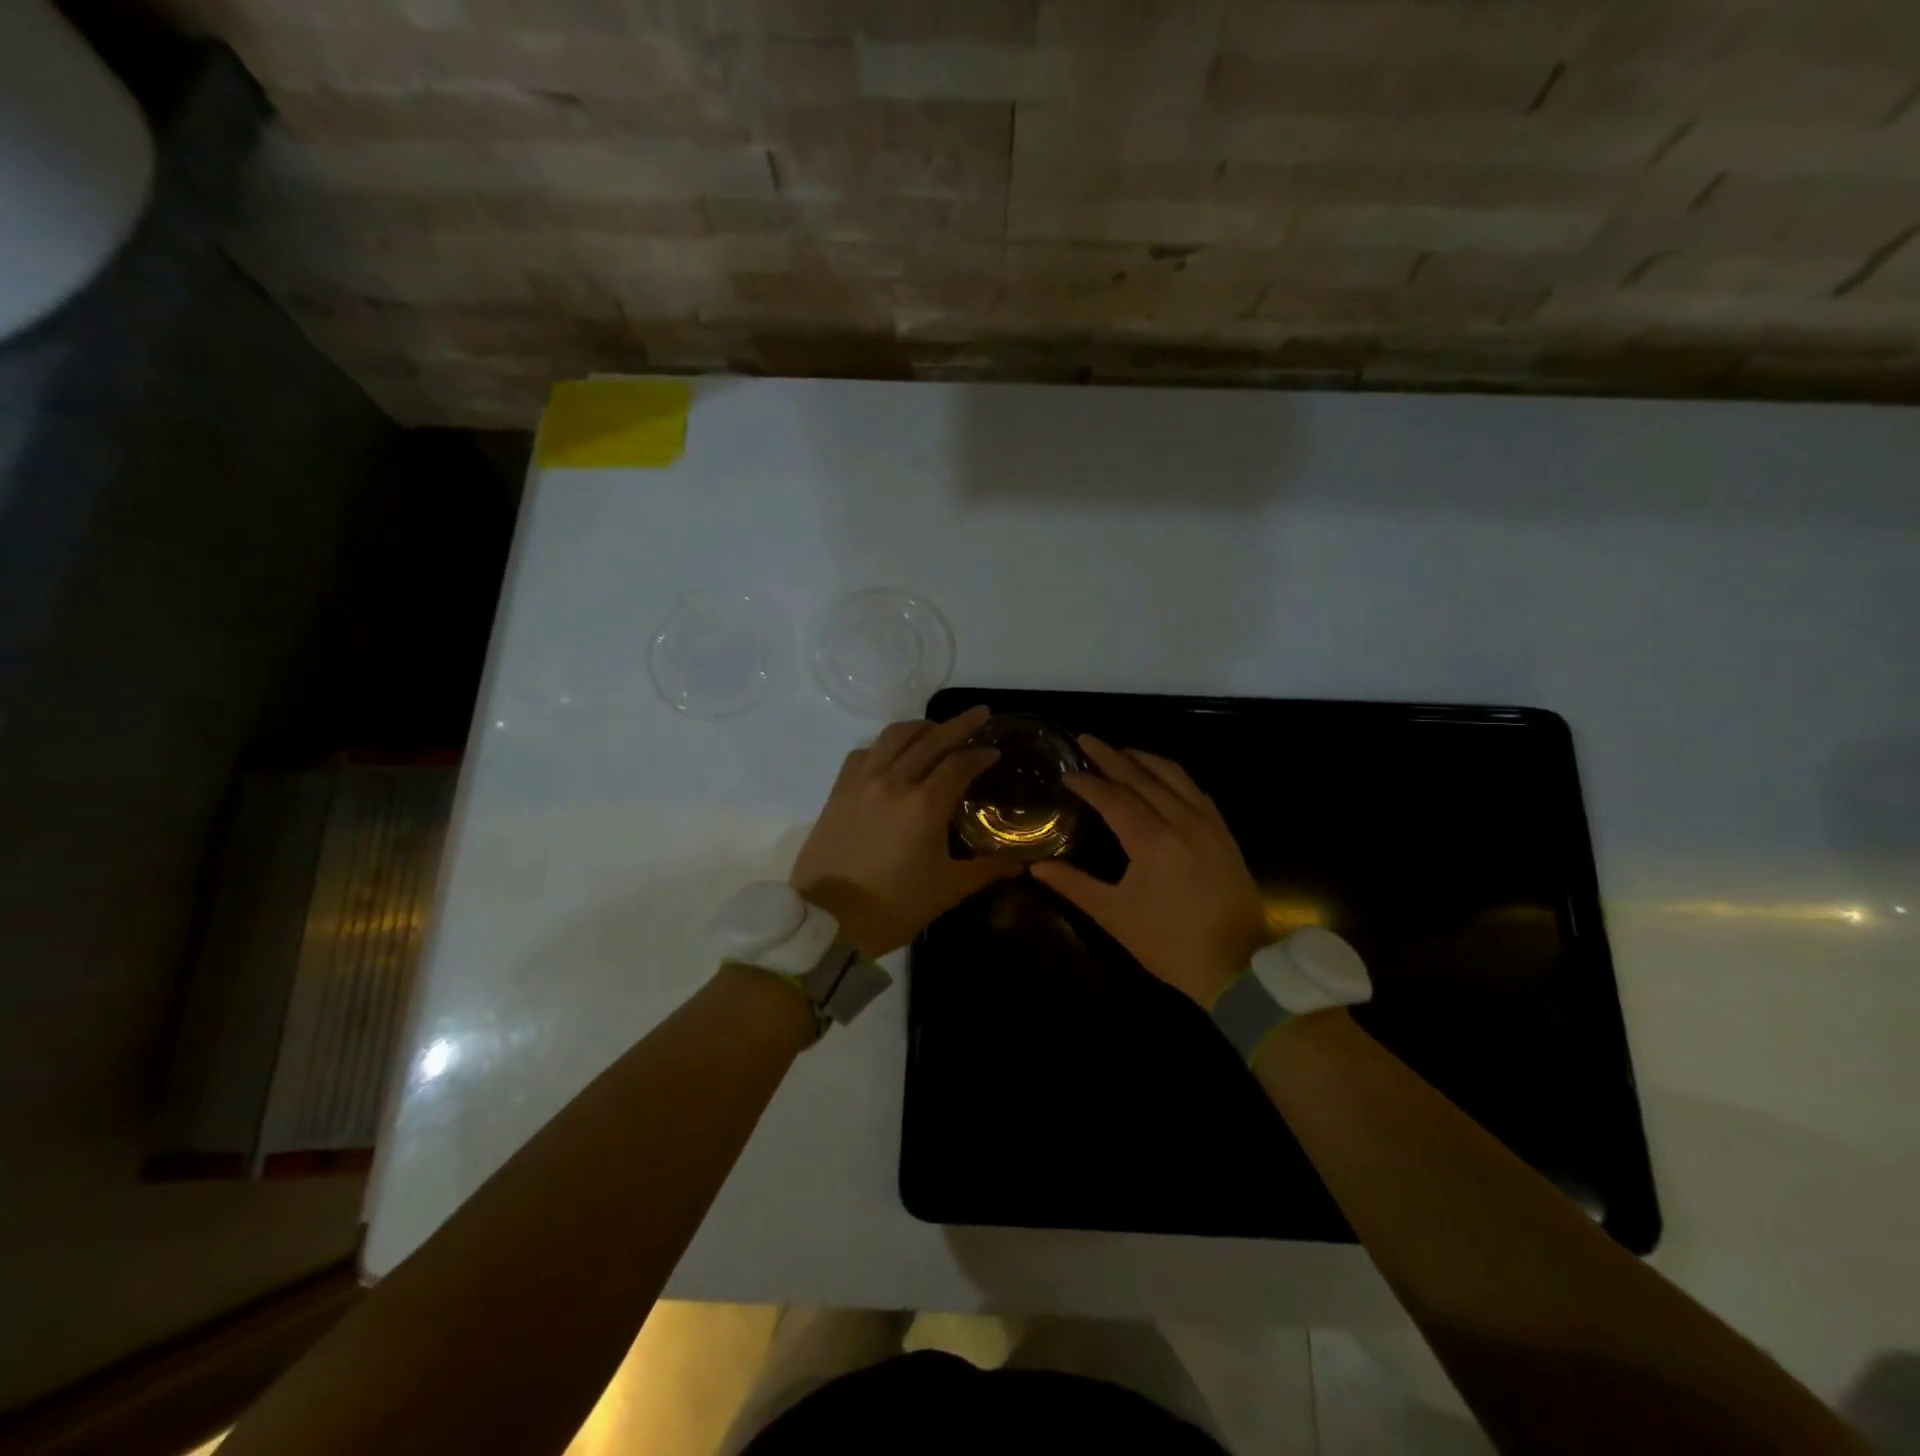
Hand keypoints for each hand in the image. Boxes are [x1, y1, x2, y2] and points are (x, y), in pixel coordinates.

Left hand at [791, 705, 1018, 957]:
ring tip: (935, 728)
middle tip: (980, 714)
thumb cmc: (894, 907)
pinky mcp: (838, 791)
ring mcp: (862, 783)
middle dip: (959, 725)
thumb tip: (1019, 865)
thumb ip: (985, 870)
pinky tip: (891, 755)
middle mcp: (894, 782)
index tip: (994, 751)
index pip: (959, 764)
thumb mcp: (947, 890)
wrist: (828, 922)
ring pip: (893, 737)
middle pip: (930, 740)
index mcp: (925, 805)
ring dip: (920, 728)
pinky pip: (864, 754)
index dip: (980, 755)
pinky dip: (883, 746)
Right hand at [1031, 736, 1268, 1008]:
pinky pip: (1195, 790)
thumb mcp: (1114, 916)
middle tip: (1087, 739)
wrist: (1236, 966)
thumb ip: (1073, 885)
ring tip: (1120, 752)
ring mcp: (1207, 824)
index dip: (1088, 783)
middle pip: (1141, 777)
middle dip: (1111, 756)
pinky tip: (1161, 777)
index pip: (1113, 797)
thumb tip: (1035, 866)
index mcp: (1151, 840)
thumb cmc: (1168, 943)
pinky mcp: (1224, 833)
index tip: (1067, 772)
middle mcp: (1181, 821)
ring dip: (1144, 759)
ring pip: (1173, 776)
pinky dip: (1173, 776)